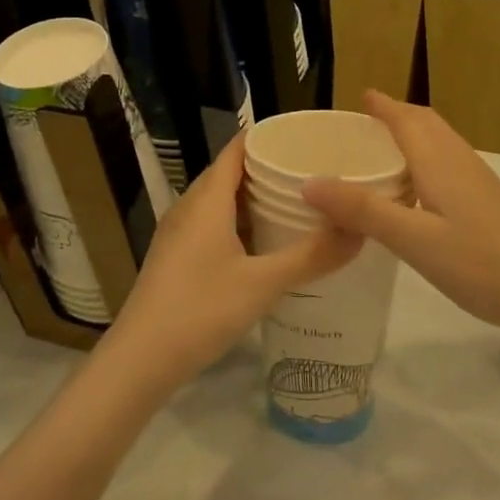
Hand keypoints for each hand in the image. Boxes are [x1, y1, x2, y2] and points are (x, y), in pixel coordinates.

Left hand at [104, 136, 360, 385]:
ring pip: (221, 203)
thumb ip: (312, 256)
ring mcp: (179, 234)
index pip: (238, 150)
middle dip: (270, 170)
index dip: (269, 139)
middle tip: (314, 174)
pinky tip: (265, 246)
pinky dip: (241, 225)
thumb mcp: (264, 284)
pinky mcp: (176, 258)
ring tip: (297, 205)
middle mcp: (189, 207)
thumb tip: (359, 230)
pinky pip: (213, 226)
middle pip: (231, 174)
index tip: (308, 140)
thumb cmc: (200, 310)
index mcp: (207, 200)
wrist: (139, 361)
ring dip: (255, 201)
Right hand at [301, 91, 499, 334]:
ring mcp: (478, 180)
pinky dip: (426, 160)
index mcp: (439, 161)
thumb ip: (363, 210)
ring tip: (383, 153)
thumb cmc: (479, 262)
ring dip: (412, 136)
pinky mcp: (488, 201)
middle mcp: (459, 160)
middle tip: (364, 124)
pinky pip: (449, 164)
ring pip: (440, 143)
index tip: (359, 98)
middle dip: (396, 116)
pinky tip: (417, 192)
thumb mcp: (413, 239)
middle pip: (426, 124)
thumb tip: (310, 182)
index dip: (382, 106)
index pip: (406, 118)